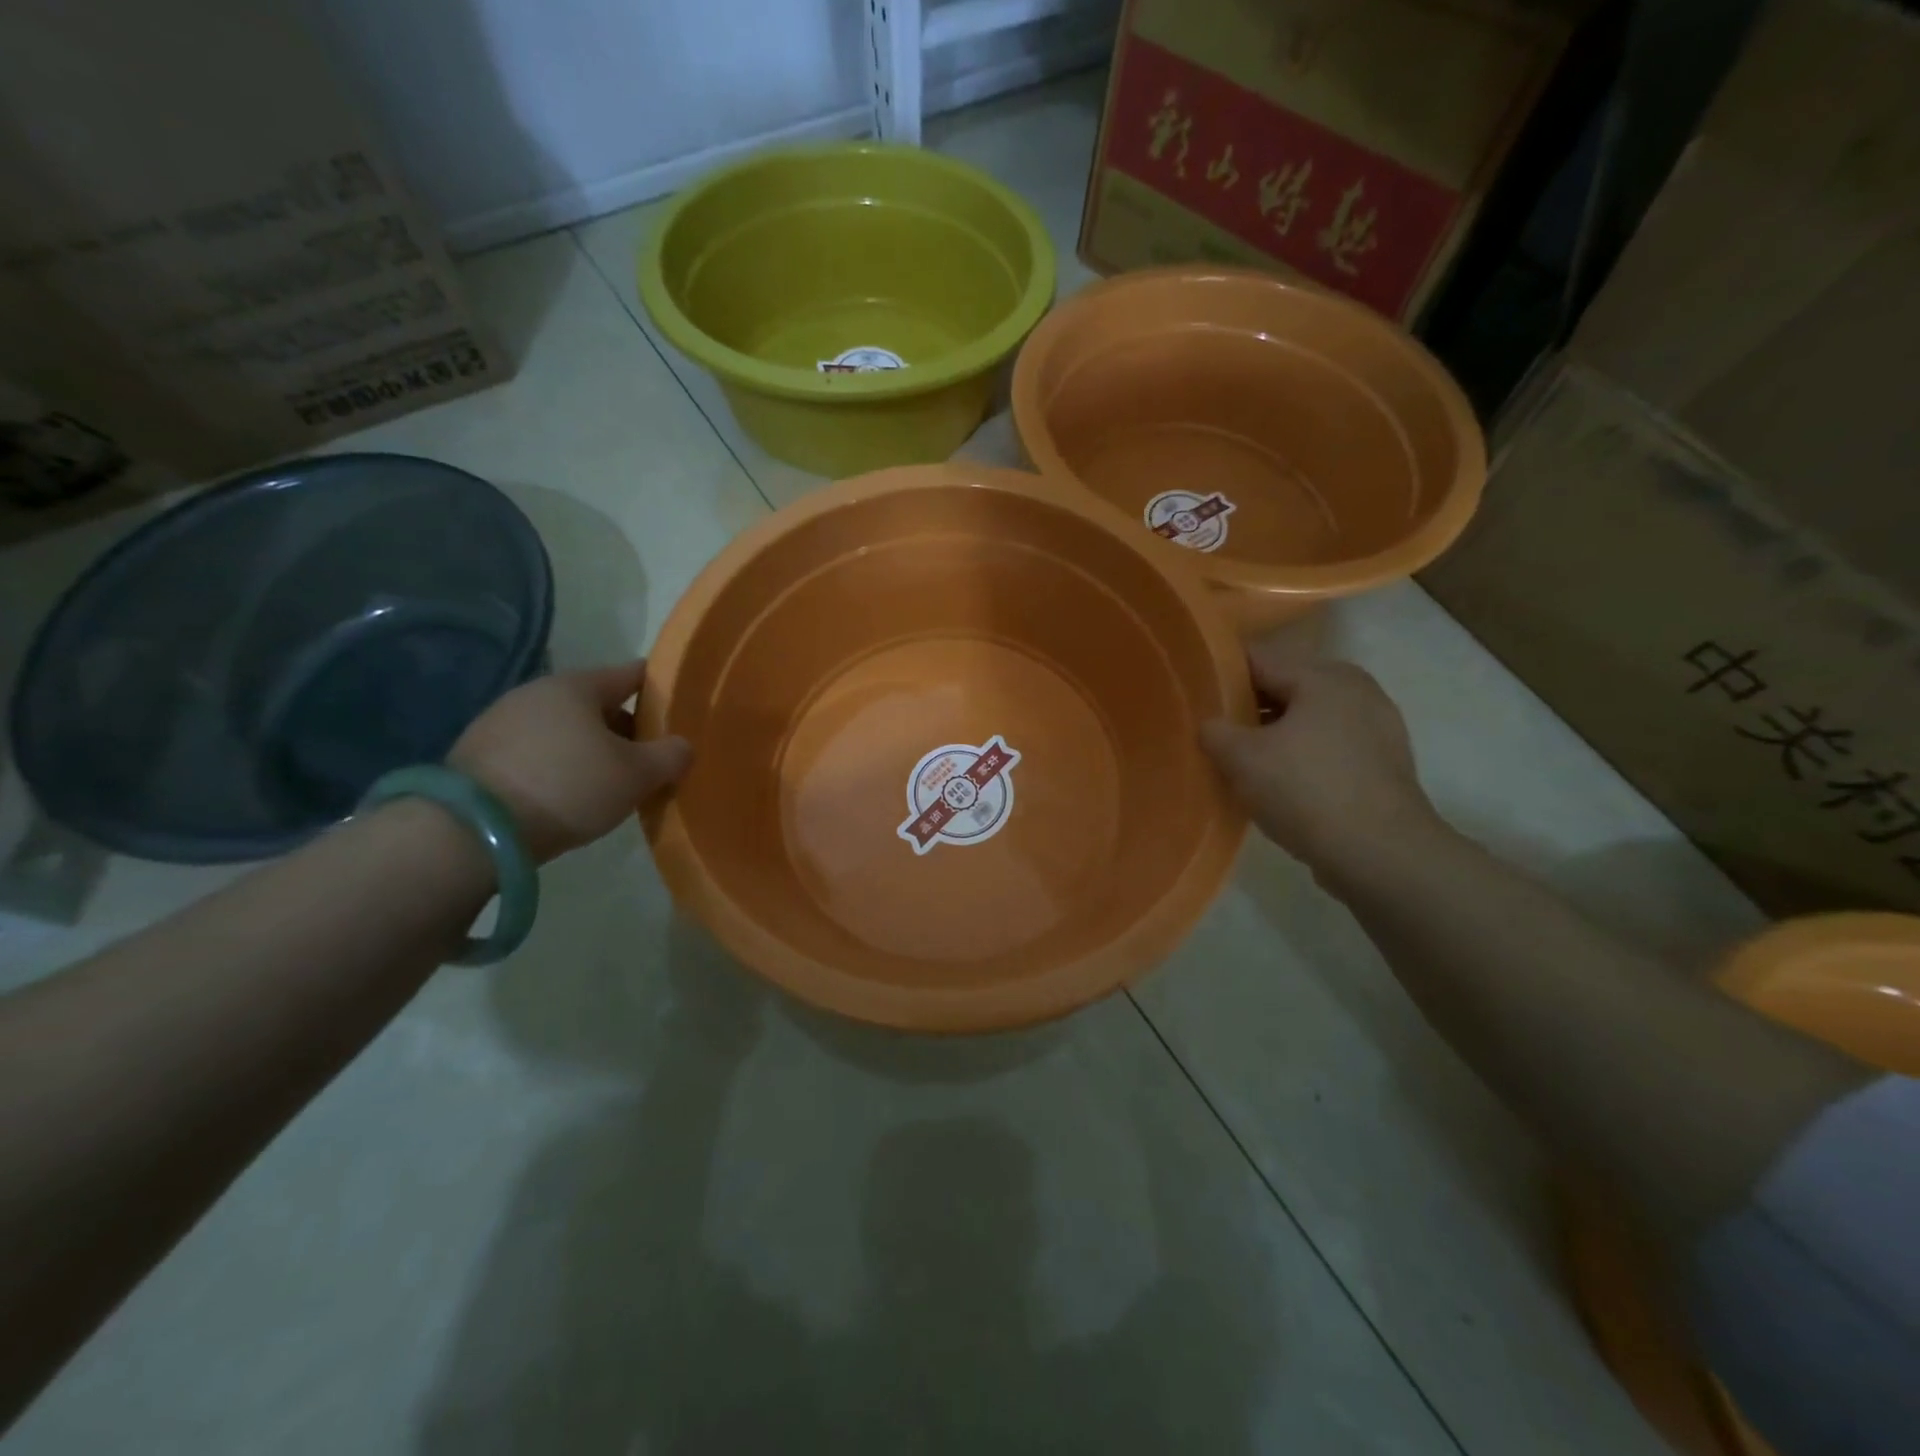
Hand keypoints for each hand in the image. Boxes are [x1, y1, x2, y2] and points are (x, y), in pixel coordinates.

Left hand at [448, 661, 691, 862]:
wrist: (472, 831)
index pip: (632, 674)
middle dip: (626, 728)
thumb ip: (671, 756)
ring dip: (589, 748)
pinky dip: (557, 764)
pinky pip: (536, 750)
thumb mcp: (637, 775)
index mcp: (578, 686)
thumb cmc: (569, 787)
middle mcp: (537, 692)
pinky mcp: (477, 753)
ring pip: (565, 728)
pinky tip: (565, 794)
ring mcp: (501, 720)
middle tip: (647, 761)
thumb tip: (682, 746)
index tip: (679, 711)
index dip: (661, 690)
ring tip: (607, 783)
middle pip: (598, 703)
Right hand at [1200, 639, 1439, 873]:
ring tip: (1240, 761)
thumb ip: (1215, 732)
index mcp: (1324, 676)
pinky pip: (1328, 747)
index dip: (1219, 674)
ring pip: (1307, 719)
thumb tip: (1210, 726)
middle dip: (1247, 708)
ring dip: (1273, 735)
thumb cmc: (1307, 791)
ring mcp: (1376, 728)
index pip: (1257, 658)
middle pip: (1284, 687)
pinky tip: (1279, 784)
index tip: (1192, 695)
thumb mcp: (1242, 759)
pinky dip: (1301, 757)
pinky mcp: (1383, 764)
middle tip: (1212, 732)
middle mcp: (1356, 690)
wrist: (1381, 855)